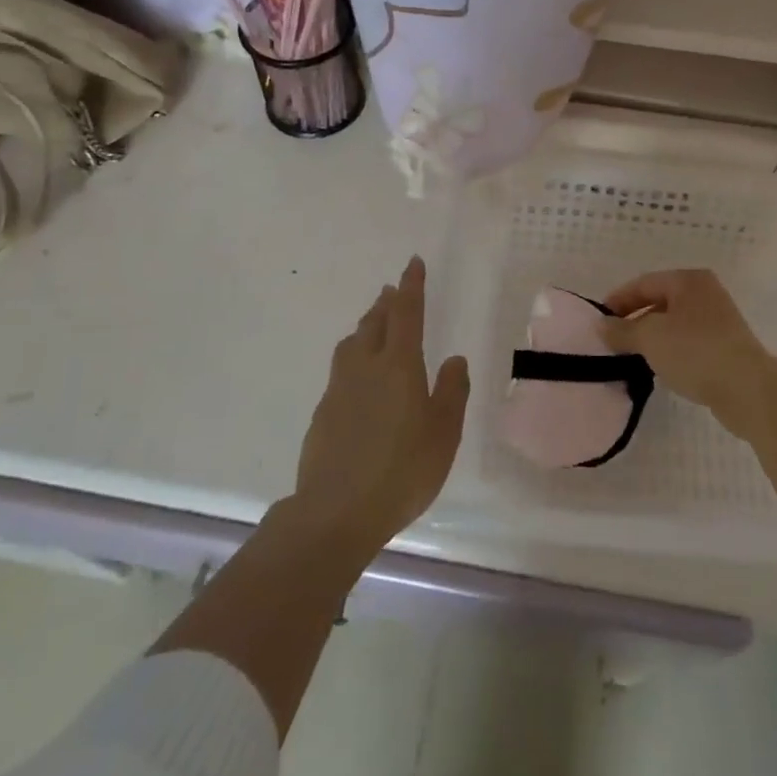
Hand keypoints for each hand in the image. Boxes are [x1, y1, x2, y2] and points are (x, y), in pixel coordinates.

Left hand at [289, 256, 470, 559]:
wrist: (335, 513)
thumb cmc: (401, 471)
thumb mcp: (443, 434)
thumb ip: (451, 392)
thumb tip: (454, 360)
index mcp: (399, 365)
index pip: (406, 312)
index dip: (412, 286)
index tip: (413, 262)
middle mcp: (366, 366)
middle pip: (375, 322)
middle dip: (387, 302)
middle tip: (393, 290)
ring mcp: (339, 389)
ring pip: (353, 343)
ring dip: (366, 325)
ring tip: (374, 323)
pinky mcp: (322, 413)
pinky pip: (341, 370)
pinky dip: (354, 357)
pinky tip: (359, 377)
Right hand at [601, 269, 776, 430]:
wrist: (748, 389)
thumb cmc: (695, 351)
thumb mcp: (650, 338)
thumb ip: (622, 330)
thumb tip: (601, 326)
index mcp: (688, 280)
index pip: (644, 283)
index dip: (618, 300)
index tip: (599, 322)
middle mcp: (705, 293)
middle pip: (659, 302)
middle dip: (634, 321)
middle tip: (612, 341)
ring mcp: (719, 320)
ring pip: (673, 324)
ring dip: (652, 338)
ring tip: (632, 357)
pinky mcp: (725, 347)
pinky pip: (688, 342)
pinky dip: (670, 351)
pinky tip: (660, 368)